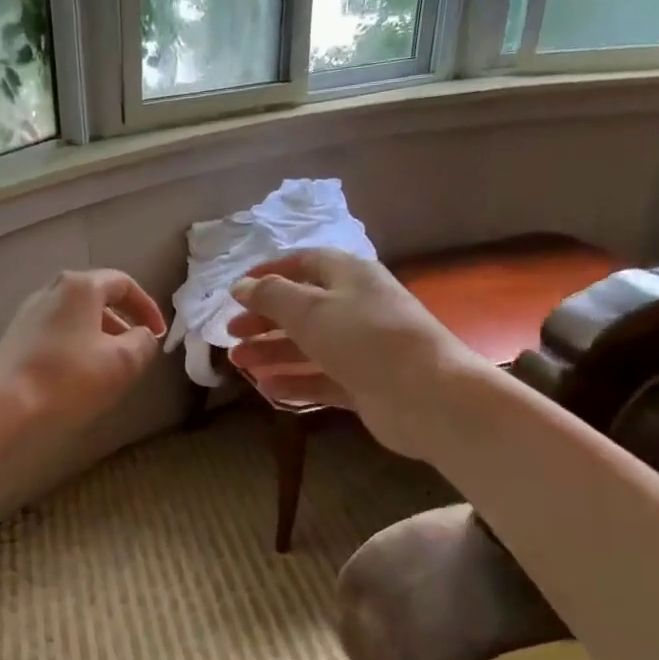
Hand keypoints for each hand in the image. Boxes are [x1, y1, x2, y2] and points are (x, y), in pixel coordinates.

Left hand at [0, 269, 166, 431]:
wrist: (3, 404)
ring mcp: (29, 312)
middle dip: (122, 322)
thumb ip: (143, 343)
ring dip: (98, 336)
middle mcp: (52, 290)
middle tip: (135, 349)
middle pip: (96, 297)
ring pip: (75, 317)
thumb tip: (144, 336)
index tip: (158, 334)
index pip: (123, 283)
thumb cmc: (68, 378)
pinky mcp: (15, 337)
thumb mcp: (122, 362)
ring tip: (110, 366)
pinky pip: (56, 332)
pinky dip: (76, 345)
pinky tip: (78, 374)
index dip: (147, 307)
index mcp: (80, 286)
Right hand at [227, 248, 479, 459]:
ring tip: (238, 363)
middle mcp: (356, 308)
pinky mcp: (364, 383)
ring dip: (272, 352)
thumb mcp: (310, 309)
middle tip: (231, 333)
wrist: (427, 395)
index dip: (269, 274)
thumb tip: (240, 286)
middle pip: (302, 308)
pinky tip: (266, 389)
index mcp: (350, 276)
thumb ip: (270, 296)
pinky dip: (294, 381)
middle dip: (264, 320)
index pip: (304, 264)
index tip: (237, 291)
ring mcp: (362, 348)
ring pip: (308, 346)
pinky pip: (321, 378)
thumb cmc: (365, 339)